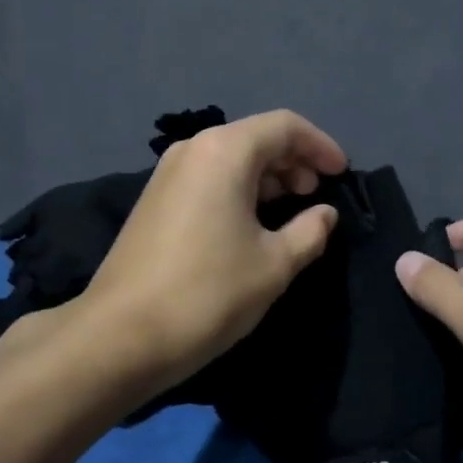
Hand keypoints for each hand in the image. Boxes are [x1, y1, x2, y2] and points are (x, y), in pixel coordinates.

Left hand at [78, 109, 347, 387]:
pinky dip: (239, 190)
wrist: (121, 336)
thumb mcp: (274, 265)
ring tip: (291, 210)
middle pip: (255, 138)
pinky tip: (252, 224)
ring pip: (230, 159)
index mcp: (224, 152)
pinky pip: (209, 179)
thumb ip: (310, 231)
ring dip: (267, 178)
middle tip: (317, 194)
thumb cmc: (209, 293)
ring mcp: (167, 174)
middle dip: (293, 161)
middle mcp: (192, 150)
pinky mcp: (154, 201)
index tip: (342, 173)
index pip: (285, 126)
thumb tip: (324, 214)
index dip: (320, 146)